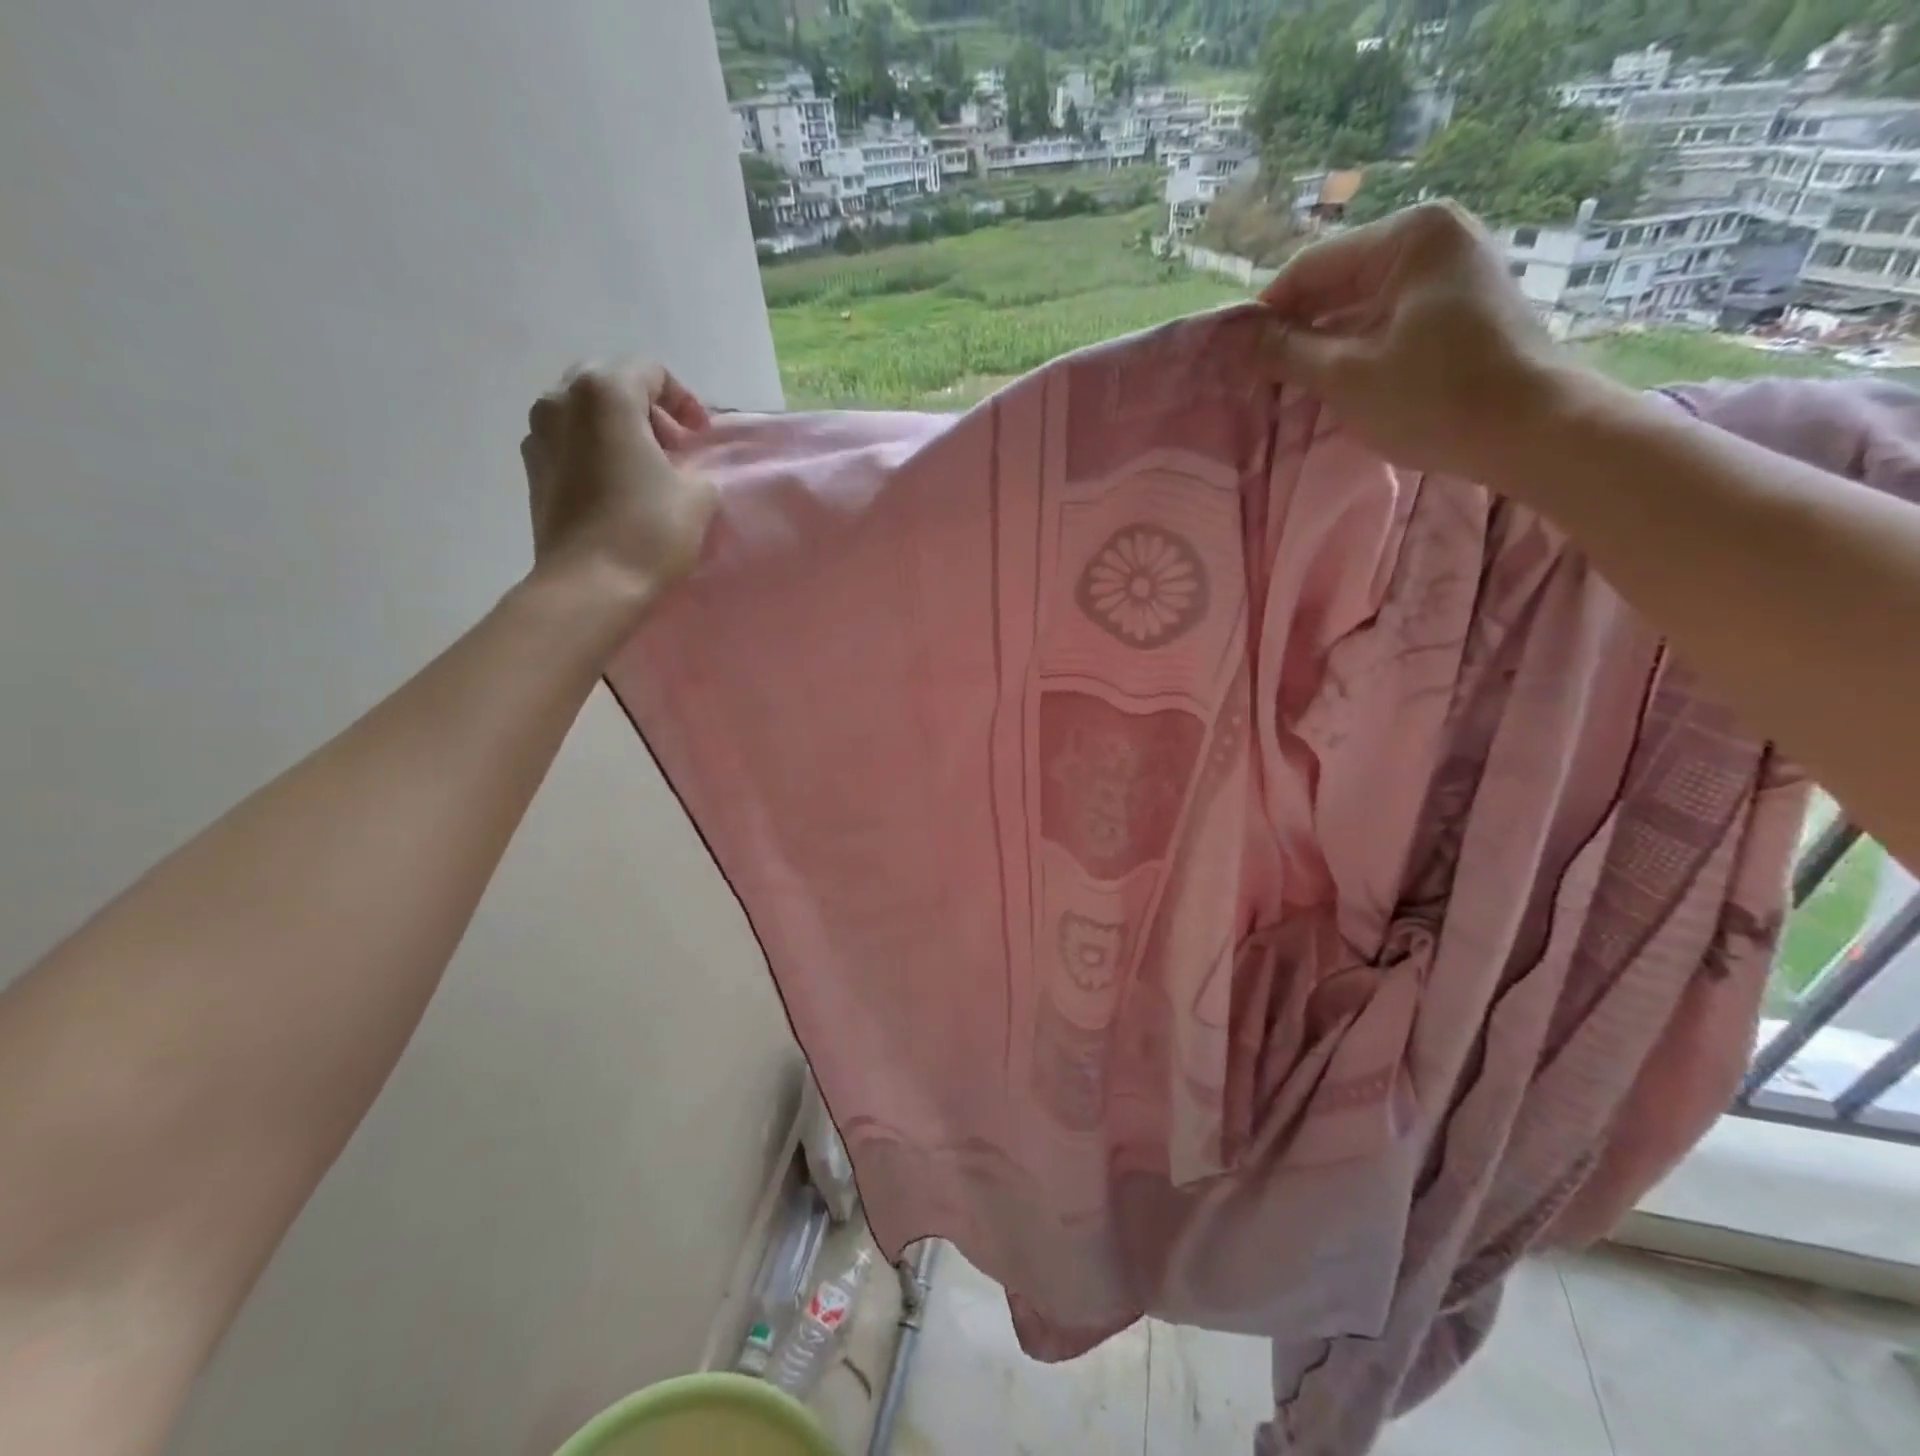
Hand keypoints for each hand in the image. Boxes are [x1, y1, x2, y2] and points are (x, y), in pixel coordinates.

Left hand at [521, 363, 717, 607]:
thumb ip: (697, 468)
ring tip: (645, 466)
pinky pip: (568, 442)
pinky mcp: (531, 470)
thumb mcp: (698, 494)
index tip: (700, 436)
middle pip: (611, 383)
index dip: (683, 400)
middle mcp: (561, 399)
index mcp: (605, 392)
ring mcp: (538, 434)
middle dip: (646, 408)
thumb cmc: (648, 531)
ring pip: (584, 412)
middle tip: (674, 445)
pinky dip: (595, 450)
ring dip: (618, 429)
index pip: (650, 371)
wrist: (590, 585)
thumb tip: (685, 472)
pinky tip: (617, 485)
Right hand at [1258, 201, 1584, 481]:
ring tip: (1292, 383)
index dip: (1267, 313)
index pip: (1311, 267)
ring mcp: (1452, 268)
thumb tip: (1241, 338)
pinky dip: (1357, 345)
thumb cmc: (1433, 398)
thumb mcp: (1346, 376)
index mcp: (1408, 236)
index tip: (1237, 356)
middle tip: (1260, 376)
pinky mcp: (1461, 303)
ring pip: (1361, 302)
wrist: (1530, 429)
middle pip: (1338, 281)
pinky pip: (1389, 316)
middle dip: (1297, 328)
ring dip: (1324, 341)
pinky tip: (1336, 380)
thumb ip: (1287, 351)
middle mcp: (1434, 236)